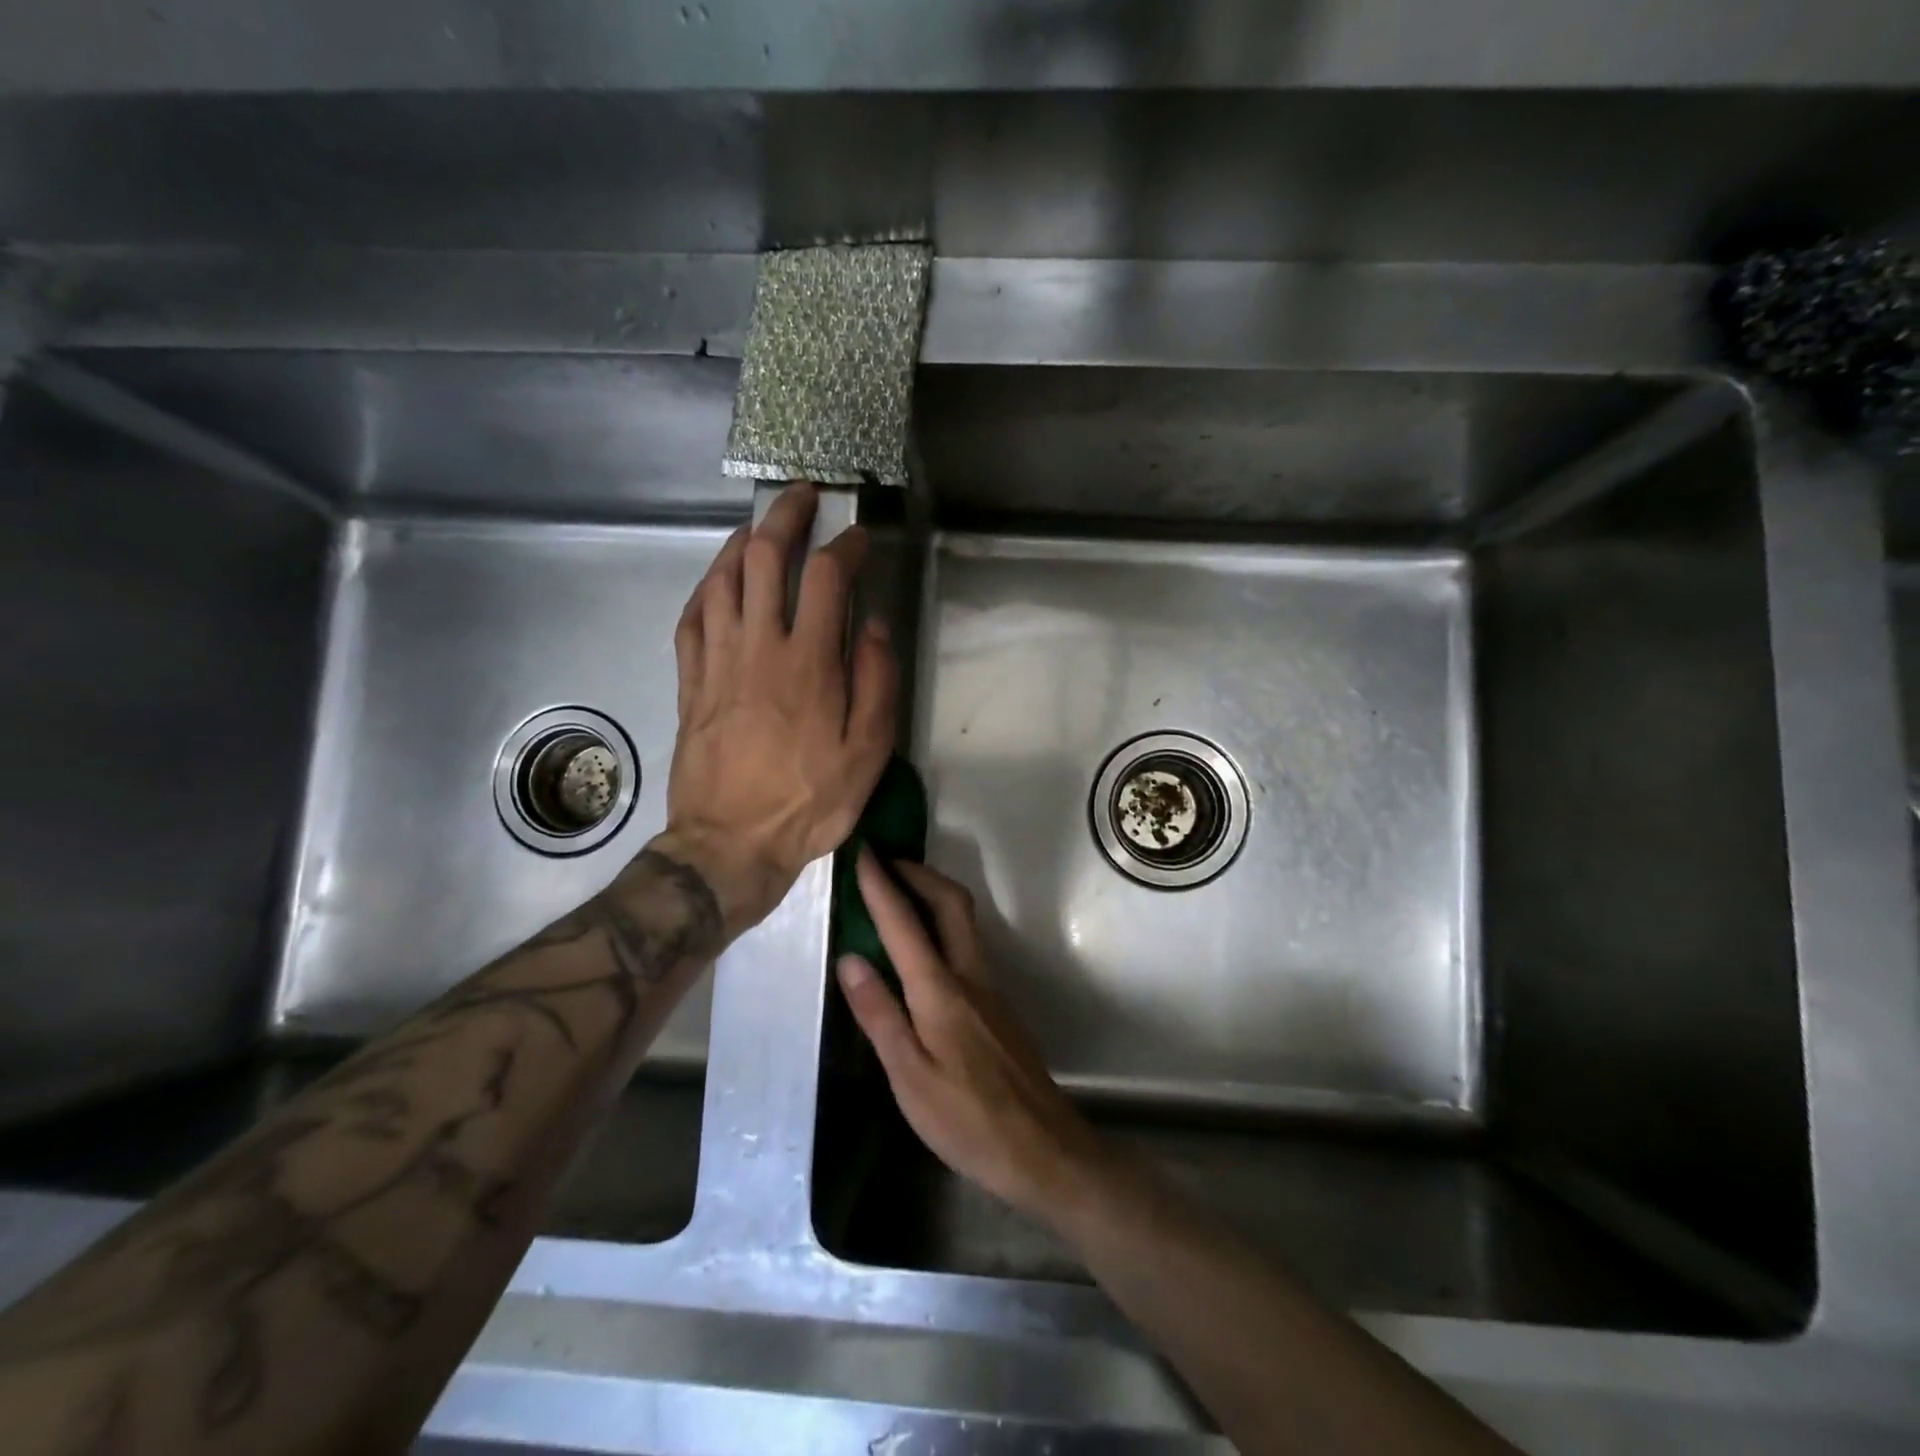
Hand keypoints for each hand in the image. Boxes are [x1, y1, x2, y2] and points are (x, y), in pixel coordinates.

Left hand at [659, 484, 897, 933]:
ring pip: (722, 579)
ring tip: (761, 528)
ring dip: (743, 543)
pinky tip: (718, 581)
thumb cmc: (808, 802)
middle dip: (786, 517)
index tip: (859, 538)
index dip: (845, 546)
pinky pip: (692, 618)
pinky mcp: (689, 682)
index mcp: (808, 662)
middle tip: (802, 497)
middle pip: (766, 559)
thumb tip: (870, 627)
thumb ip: (875, 683)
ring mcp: (716, 661)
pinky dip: (707, 588)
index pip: (826, 578)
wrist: (729, 844)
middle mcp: (758, 647)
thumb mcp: (867, 753)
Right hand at [837, 851, 1111, 1221]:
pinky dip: (941, 924)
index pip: (905, 924)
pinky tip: (922, 947)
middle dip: (918, 872)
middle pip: (950, 903)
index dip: (882, 886)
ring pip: (963, 921)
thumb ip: (880, 1014)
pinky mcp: (997, 1005)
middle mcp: (969, 976)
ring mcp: (989, 988)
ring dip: (932, 894)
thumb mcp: (909, 1077)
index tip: (862, 854)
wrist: (1042, 1149)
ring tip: (899, 891)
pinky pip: (966, 944)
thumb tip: (850, 958)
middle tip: (886, 860)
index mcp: (941, 991)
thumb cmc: (967, 1120)